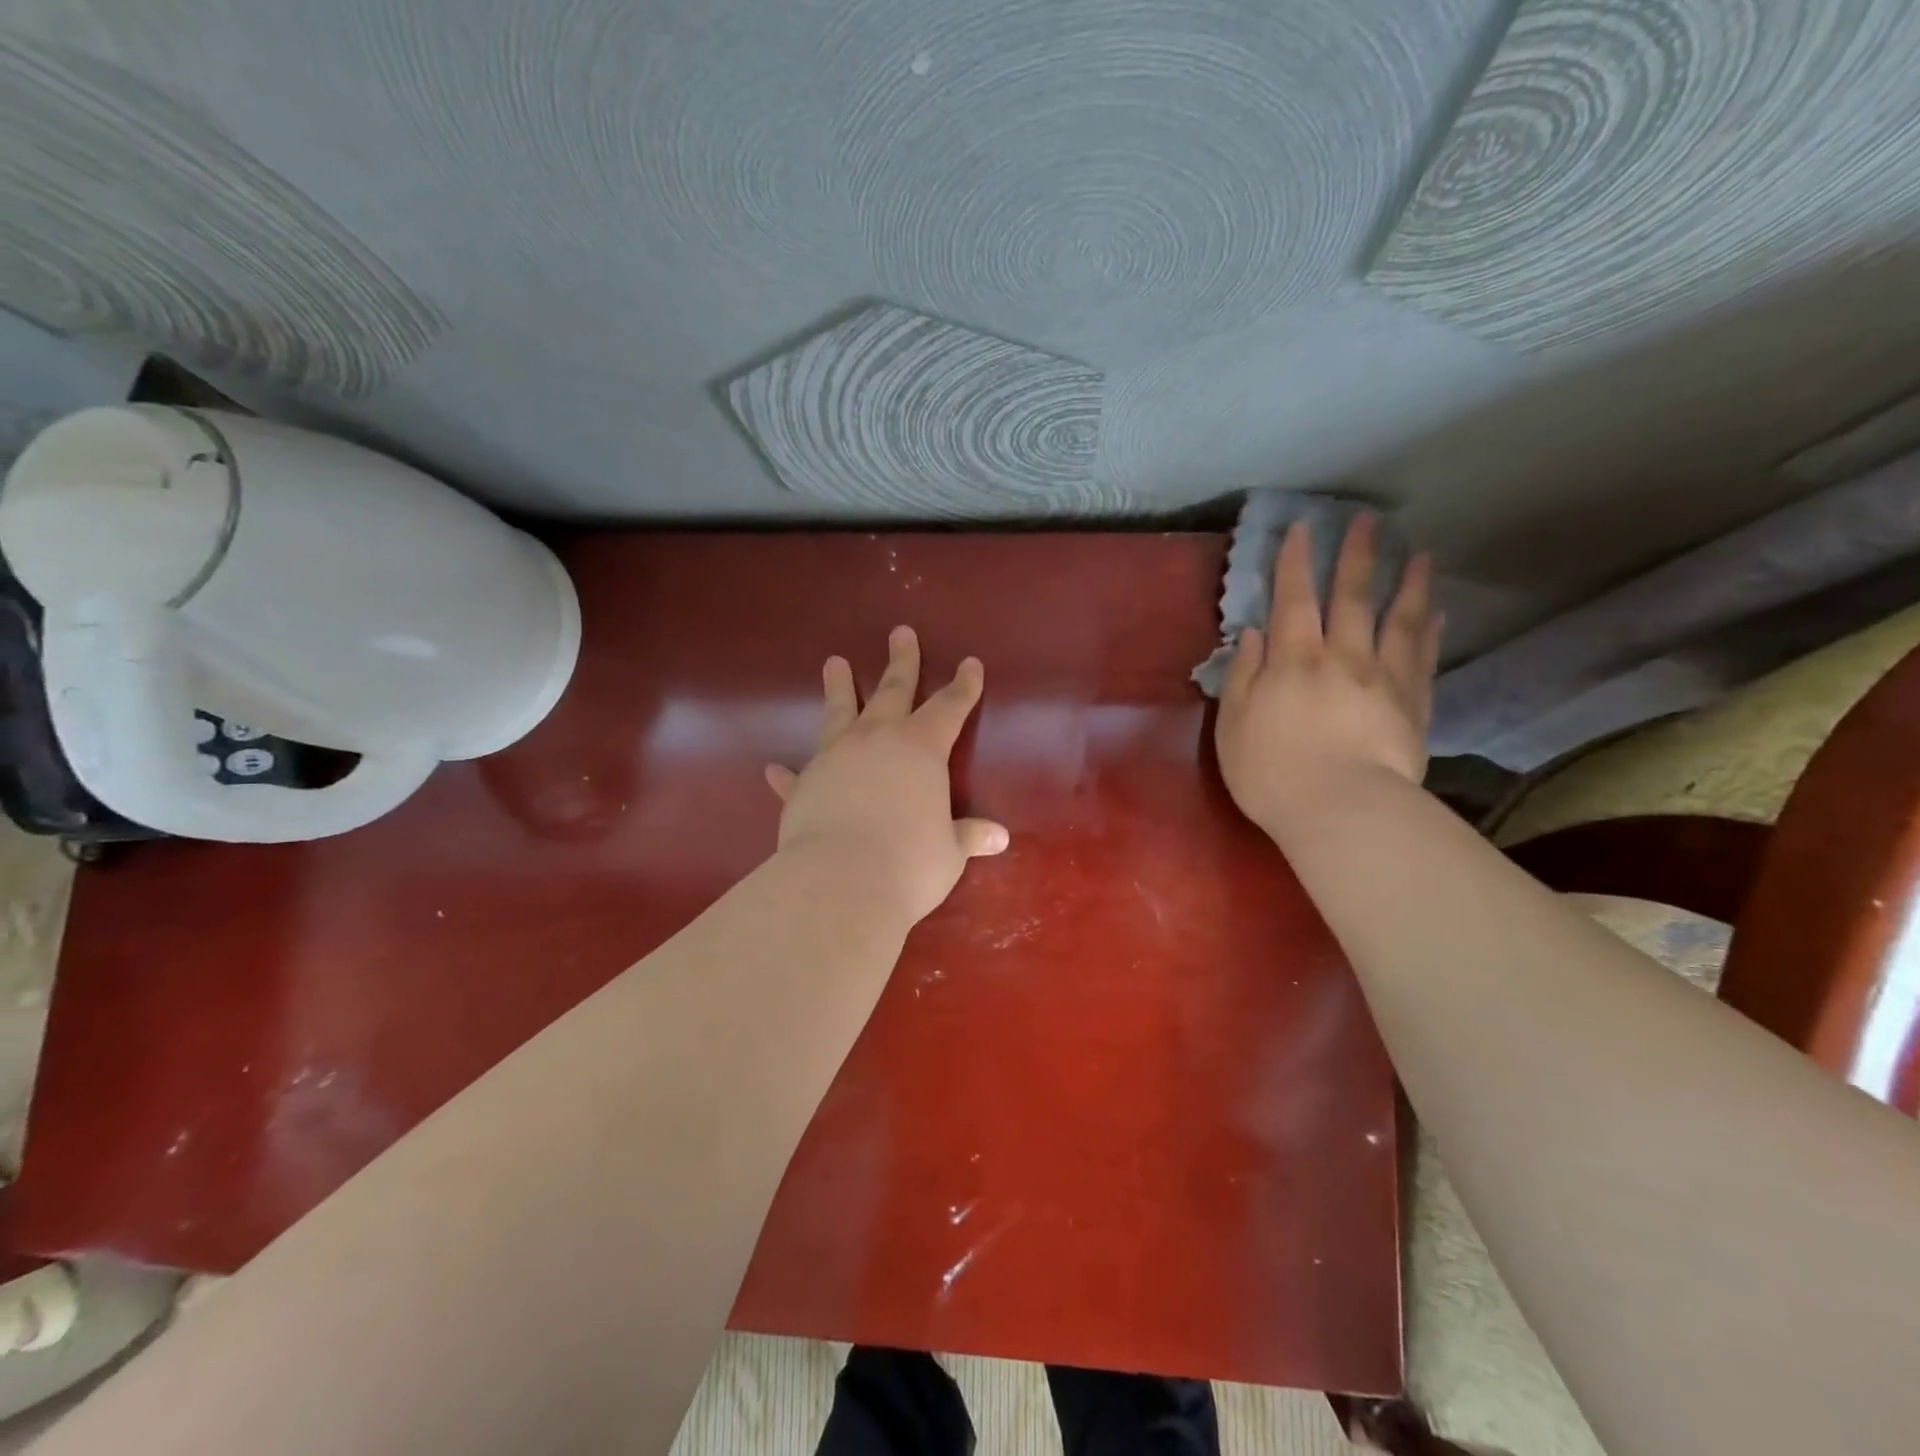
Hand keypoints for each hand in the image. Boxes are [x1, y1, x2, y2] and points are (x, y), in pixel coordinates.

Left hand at [765, 626, 1008, 923]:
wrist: (840, 882)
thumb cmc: (910, 863)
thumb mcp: (948, 852)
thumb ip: (967, 837)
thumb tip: (998, 837)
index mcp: (921, 748)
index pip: (950, 707)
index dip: (963, 686)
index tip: (970, 664)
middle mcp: (877, 740)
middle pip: (893, 690)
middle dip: (901, 662)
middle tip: (900, 633)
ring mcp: (835, 757)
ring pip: (838, 712)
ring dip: (838, 687)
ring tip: (834, 662)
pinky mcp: (804, 786)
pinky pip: (795, 775)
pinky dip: (787, 773)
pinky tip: (774, 769)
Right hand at [1215, 514, 1440, 834]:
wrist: (1342, 810)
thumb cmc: (1272, 772)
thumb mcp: (1233, 725)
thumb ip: (1242, 676)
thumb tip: (1253, 634)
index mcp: (1293, 661)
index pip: (1293, 601)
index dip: (1295, 563)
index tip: (1302, 528)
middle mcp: (1342, 658)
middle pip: (1351, 598)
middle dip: (1358, 557)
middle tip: (1370, 520)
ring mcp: (1384, 680)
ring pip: (1399, 622)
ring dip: (1408, 585)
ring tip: (1421, 555)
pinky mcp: (1413, 707)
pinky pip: (1424, 660)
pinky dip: (1430, 633)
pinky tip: (1438, 614)